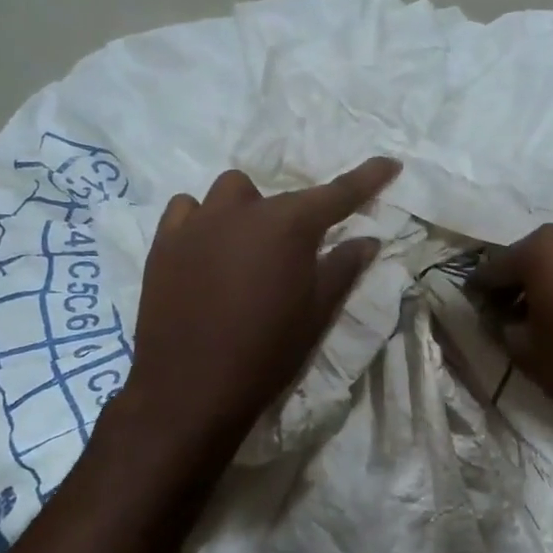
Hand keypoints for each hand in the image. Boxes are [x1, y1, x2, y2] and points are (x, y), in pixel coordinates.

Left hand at [118, 158, 400, 461]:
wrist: (191, 389)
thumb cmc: (267, 353)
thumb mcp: (317, 314)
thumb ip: (343, 269)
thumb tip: (368, 240)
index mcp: (288, 226)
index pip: (337, 194)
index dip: (367, 178)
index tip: (389, 164)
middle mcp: (242, 211)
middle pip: (278, 196)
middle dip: (293, 217)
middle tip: (295, 256)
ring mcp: (197, 223)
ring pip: (229, 194)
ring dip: (247, 211)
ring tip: (247, 248)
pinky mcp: (164, 243)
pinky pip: (187, 210)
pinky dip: (203, 220)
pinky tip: (206, 249)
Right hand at [471, 225, 552, 443]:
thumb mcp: (525, 352)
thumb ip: (500, 326)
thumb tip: (497, 315)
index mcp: (542, 249)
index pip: (494, 268)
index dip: (479, 293)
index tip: (472, 312)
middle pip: (529, 259)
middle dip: (514, 286)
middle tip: (503, 317)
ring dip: (545, 286)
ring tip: (539, 322)